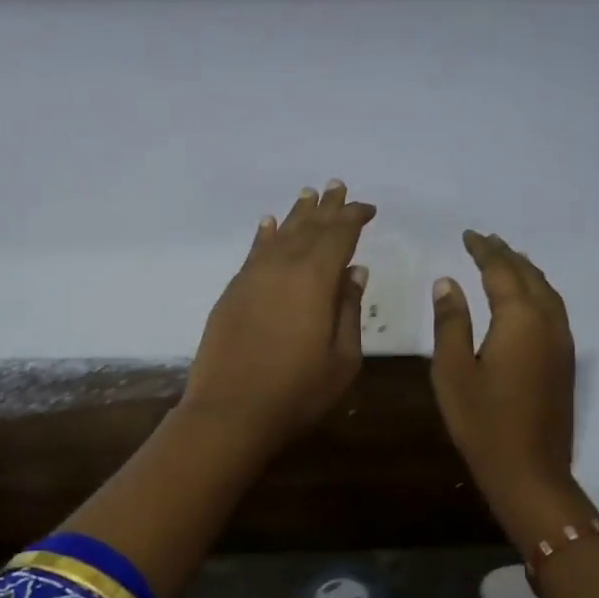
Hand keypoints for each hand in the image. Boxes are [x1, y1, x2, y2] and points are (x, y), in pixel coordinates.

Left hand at [183, 182, 375, 456]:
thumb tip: (354, 270)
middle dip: (326, 207)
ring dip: (296, 214)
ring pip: (278, 234)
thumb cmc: (297, 391)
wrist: (231, 411)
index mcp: (314, 278)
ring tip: (308, 195)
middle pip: (308, 227)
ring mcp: (252, 278)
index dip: (353, 217)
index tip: (367, 208)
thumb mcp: (342, 358)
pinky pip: (253, 253)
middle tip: (337, 186)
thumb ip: (348, 309)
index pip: (338, 234)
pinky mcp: (232, 293)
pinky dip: (264, 235)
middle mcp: (282, 266)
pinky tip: (268, 224)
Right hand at [430, 231, 582, 541]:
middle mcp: (548, 322)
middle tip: (486, 241)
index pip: (501, 271)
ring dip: (526, 271)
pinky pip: (553, 310)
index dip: (484, 250)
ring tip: (506, 261)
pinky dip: (537, 293)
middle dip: (507, 255)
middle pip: (530, 276)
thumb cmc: (482, 422)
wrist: (529, 470)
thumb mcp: (453, 371)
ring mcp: (562, 342)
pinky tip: (525, 300)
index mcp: (519, 319)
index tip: (468, 235)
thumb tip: (448, 283)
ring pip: (547, 292)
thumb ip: (451, 323)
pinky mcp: (565, 361)